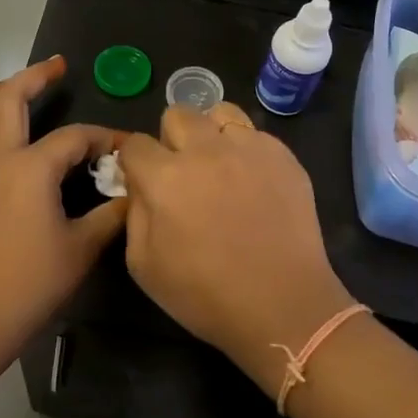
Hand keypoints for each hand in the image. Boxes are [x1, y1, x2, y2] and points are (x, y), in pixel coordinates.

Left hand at [0, 57, 126, 359]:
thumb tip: (132, 194)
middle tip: (56, 67)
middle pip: (7, 100)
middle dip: (34, 77)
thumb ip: (112, 216)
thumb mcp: (83, 249)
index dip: (103, 138)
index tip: (123, 147)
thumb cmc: (31, 284)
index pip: (74, 138)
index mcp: (30, 168)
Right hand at [118, 103, 356, 394]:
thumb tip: (139, 186)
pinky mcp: (283, 155)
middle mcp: (206, 150)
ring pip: (220, 112)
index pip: (135, 144)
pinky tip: (252, 182)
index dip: (134, 162)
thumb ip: (134, 213)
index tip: (143, 180)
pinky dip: (246, 150)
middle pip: (177, 114)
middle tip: (183, 172)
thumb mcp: (143, 264)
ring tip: (219, 165)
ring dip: (211, 133)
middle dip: (172, 139)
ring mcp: (249, 148)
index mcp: (165, 177)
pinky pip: (255, 135)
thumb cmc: (205, 294)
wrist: (282, 305)